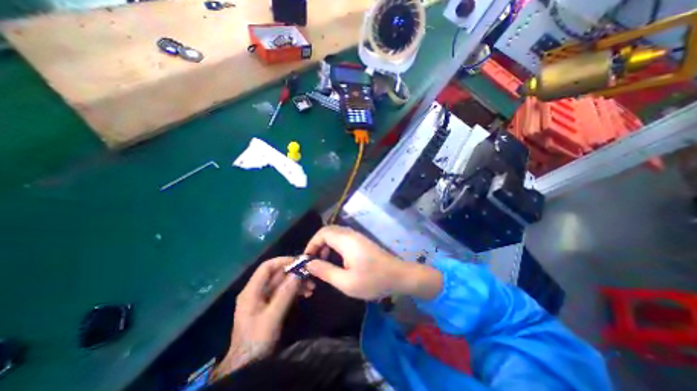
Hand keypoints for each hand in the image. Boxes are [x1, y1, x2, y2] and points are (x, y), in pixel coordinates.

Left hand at [214, 255, 316, 376]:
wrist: (247, 366)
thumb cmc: (257, 340)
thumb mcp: (273, 316)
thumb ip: (285, 293)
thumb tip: (299, 272)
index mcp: (252, 290)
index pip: (267, 267)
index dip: (284, 261)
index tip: (301, 263)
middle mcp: (257, 291)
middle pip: (277, 274)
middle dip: (294, 274)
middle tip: (310, 276)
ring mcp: (263, 299)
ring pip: (282, 283)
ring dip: (297, 283)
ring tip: (311, 288)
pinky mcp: (269, 306)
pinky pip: (284, 292)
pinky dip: (295, 291)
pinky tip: (306, 294)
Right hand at [304, 224, 440, 300]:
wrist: (399, 276)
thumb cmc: (373, 280)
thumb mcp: (346, 282)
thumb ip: (325, 271)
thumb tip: (309, 264)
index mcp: (346, 240)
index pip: (323, 233)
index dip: (312, 243)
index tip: (307, 259)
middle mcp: (351, 234)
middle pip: (328, 231)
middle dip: (317, 244)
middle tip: (314, 261)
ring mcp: (357, 237)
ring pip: (335, 234)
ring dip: (326, 245)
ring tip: (323, 262)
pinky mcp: (361, 241)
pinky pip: (342, 238)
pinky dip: (334, 246)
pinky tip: (336, 260)